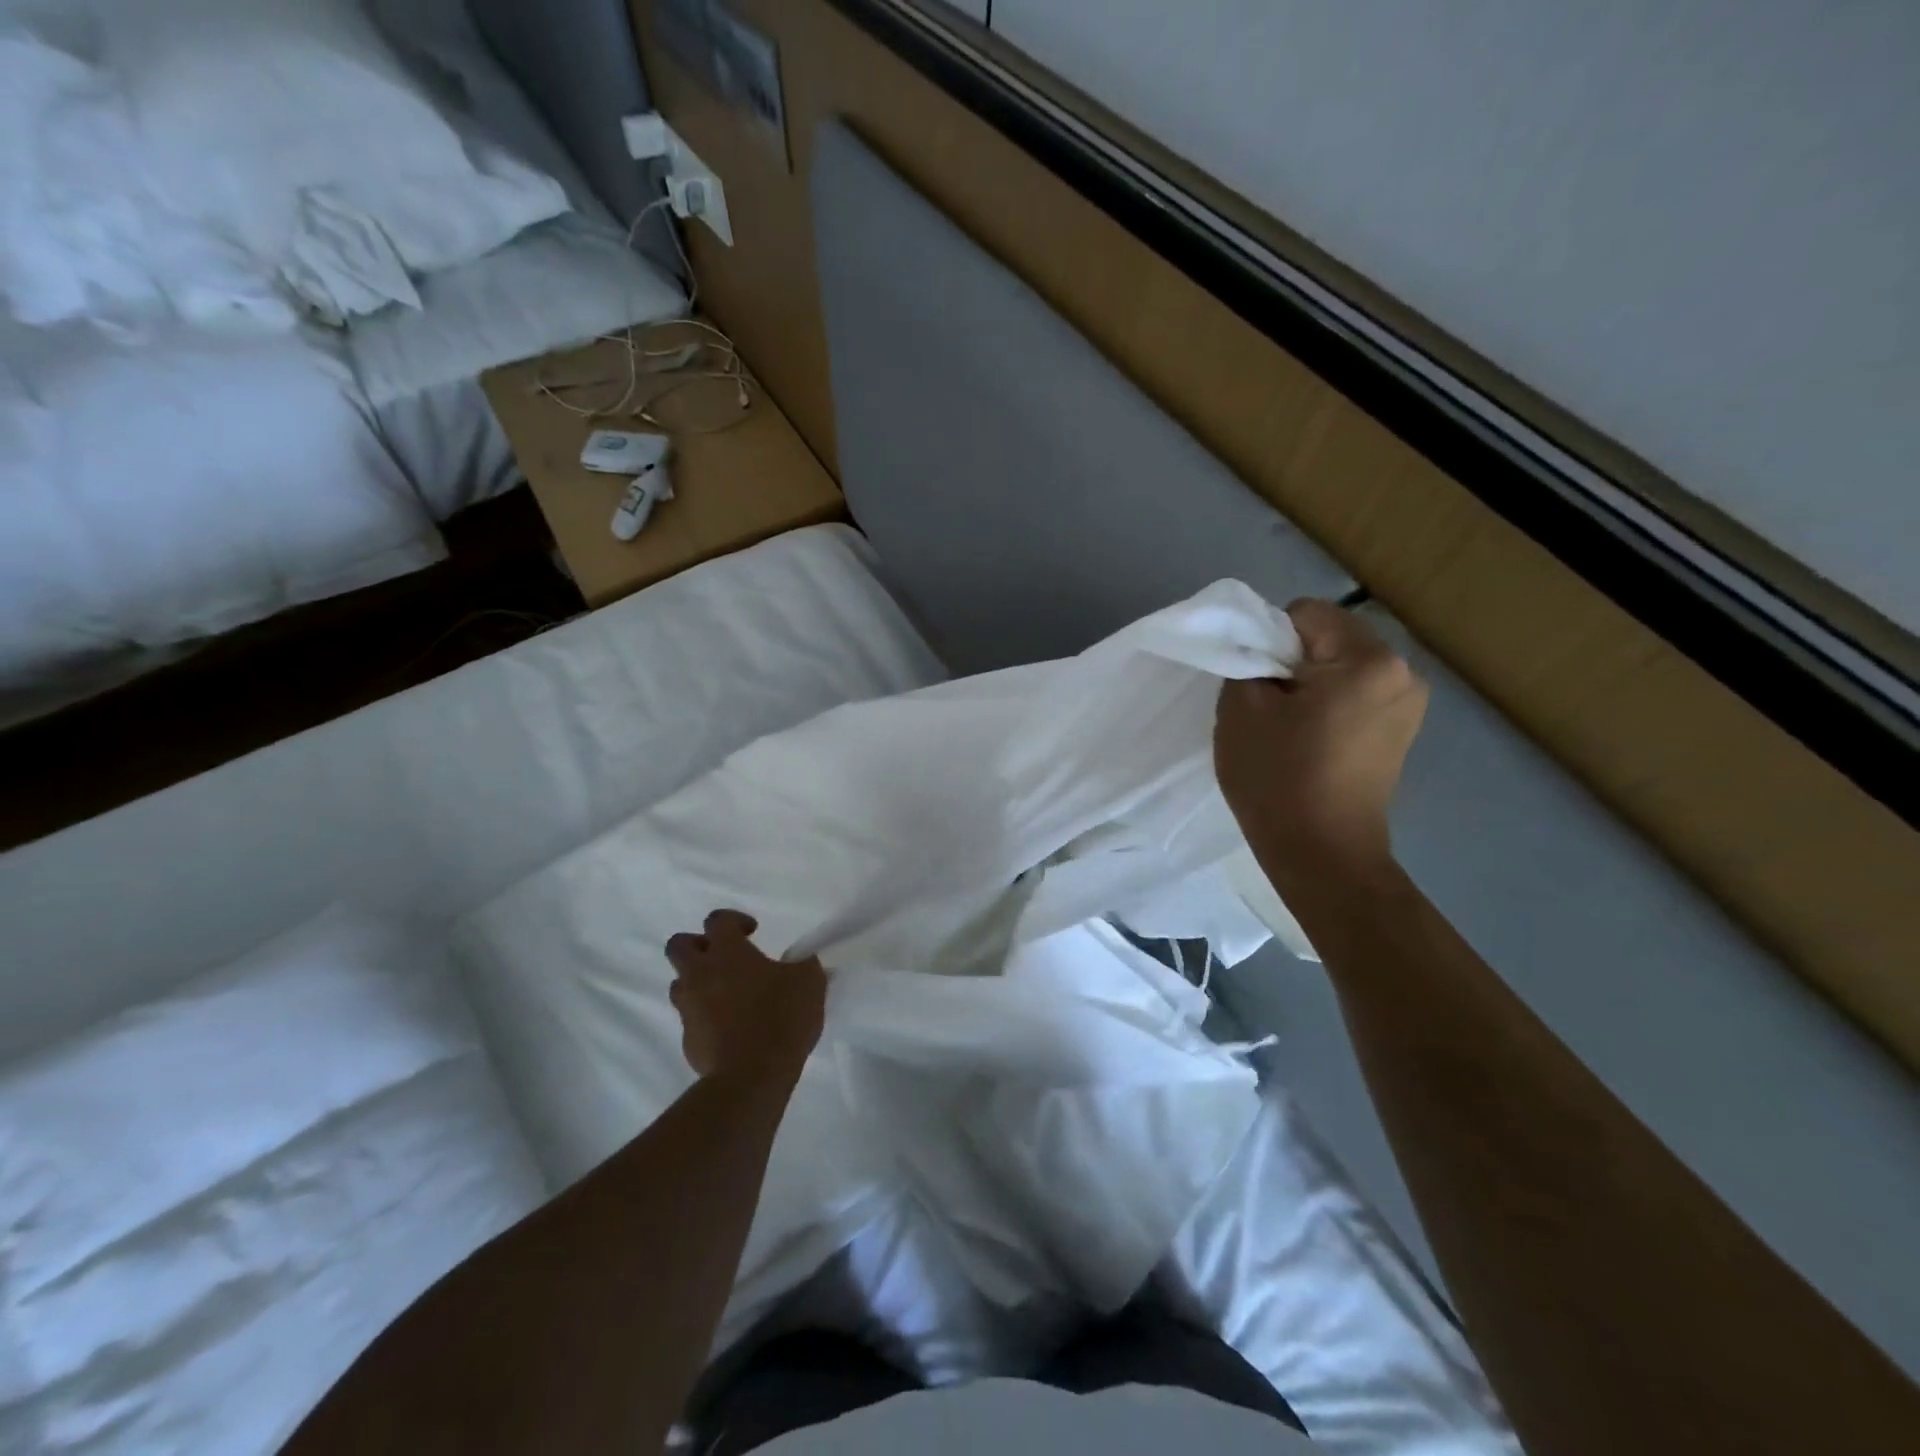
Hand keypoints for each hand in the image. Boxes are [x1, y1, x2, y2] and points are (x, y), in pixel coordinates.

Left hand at [665, 911, 826, 1080]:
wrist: (752, 1075)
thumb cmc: (782, 1017)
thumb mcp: (809, 981)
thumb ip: (802, 964)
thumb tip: (800, 961)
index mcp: (727, 952)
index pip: (717, 920)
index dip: (733, 920)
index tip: (752, 932)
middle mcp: (700, 974)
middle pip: (679, 945)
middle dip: (698, 945)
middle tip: (723, 957)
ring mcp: (689, 1008)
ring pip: (679, 983)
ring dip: (697, 982)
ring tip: (725, 994)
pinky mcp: (688, 1040)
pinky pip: (690, 1018)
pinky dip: (705, 1016)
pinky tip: (729, 1027)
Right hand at [1215, 599, 1427, 882]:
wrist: (1322, 855)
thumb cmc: (1278, 778)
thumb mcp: (1241, 707)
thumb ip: (1248, 659)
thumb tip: (1263, 651)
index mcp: (1369, 659)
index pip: (1304, 613)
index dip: (1267, 639)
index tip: (1254, 682)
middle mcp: (1403, 672)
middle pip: (1328, 638)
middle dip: (1291, 662)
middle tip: (1267, 708)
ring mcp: (1409, 704)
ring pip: (1340, 668)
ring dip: (1309, 685)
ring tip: (1287, 728)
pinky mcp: (1402, 732)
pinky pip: (1355, 696)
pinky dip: (1328, 707)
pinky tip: (1310, 742)